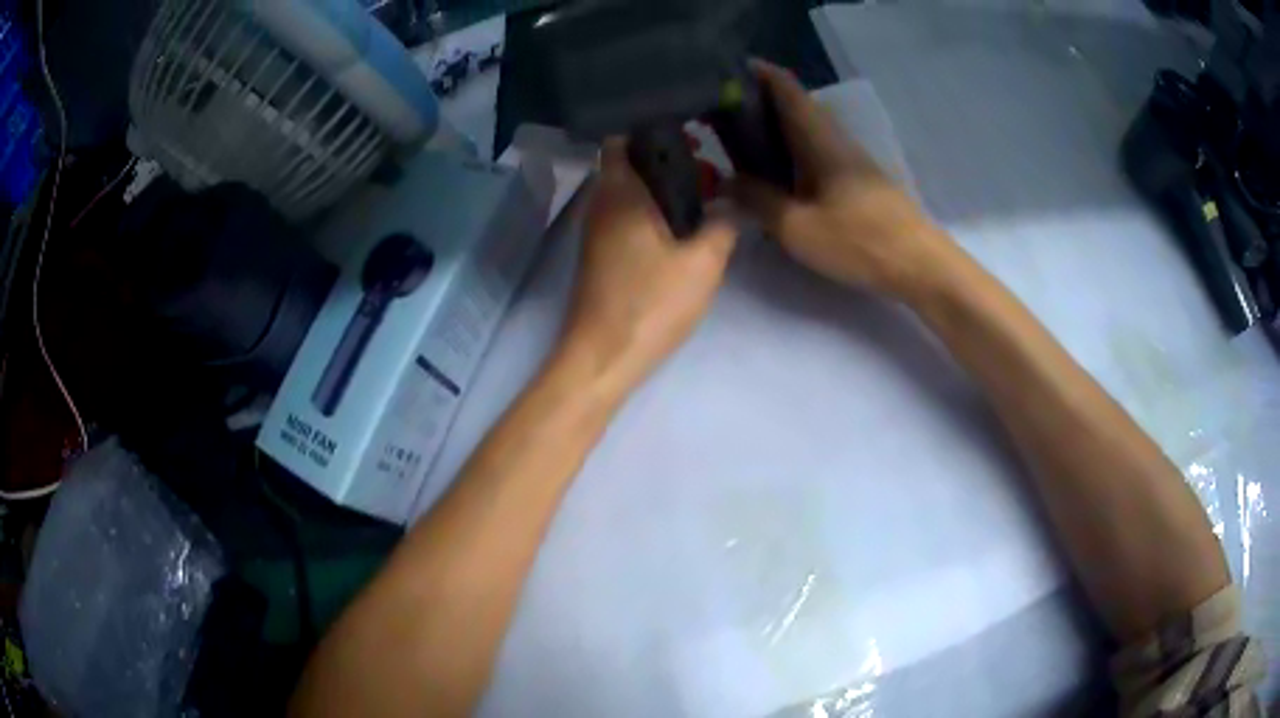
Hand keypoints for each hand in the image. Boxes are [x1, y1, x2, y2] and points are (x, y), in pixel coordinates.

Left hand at [558, 138, 737, 395]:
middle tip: (708, 171)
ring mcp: (596, 231)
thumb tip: (729, 208)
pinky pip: (626, 216)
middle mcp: (600, 203)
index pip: (621, 139)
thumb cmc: (651, 303)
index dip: (653, 130)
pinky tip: (681, 229)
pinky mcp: (599, 254)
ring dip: (660, 189)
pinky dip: (650, 211)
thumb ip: (722, 227)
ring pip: (628, 192)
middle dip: (666, 160)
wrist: (603, 356)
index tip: (690, 136)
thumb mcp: (703, 263)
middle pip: (627, 163)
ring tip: (703, 198)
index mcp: (620, 192)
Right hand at [734, 60, 951, 297]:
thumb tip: (726, 182)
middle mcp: (837, 141)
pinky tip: (780, 176)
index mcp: (820, 139)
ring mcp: (853, 161)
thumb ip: (758, 201)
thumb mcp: (797, 227)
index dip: (760, 74)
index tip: (729, 72)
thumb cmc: (858, 240)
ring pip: (809, 132)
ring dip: (778, 130)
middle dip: (762, 103)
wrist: (919, 266)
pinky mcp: (861, 183)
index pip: (788, 90)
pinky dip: (794, 154)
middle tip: (724, 116)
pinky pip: (819, 155)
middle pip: (797, 108)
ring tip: (744, 144)